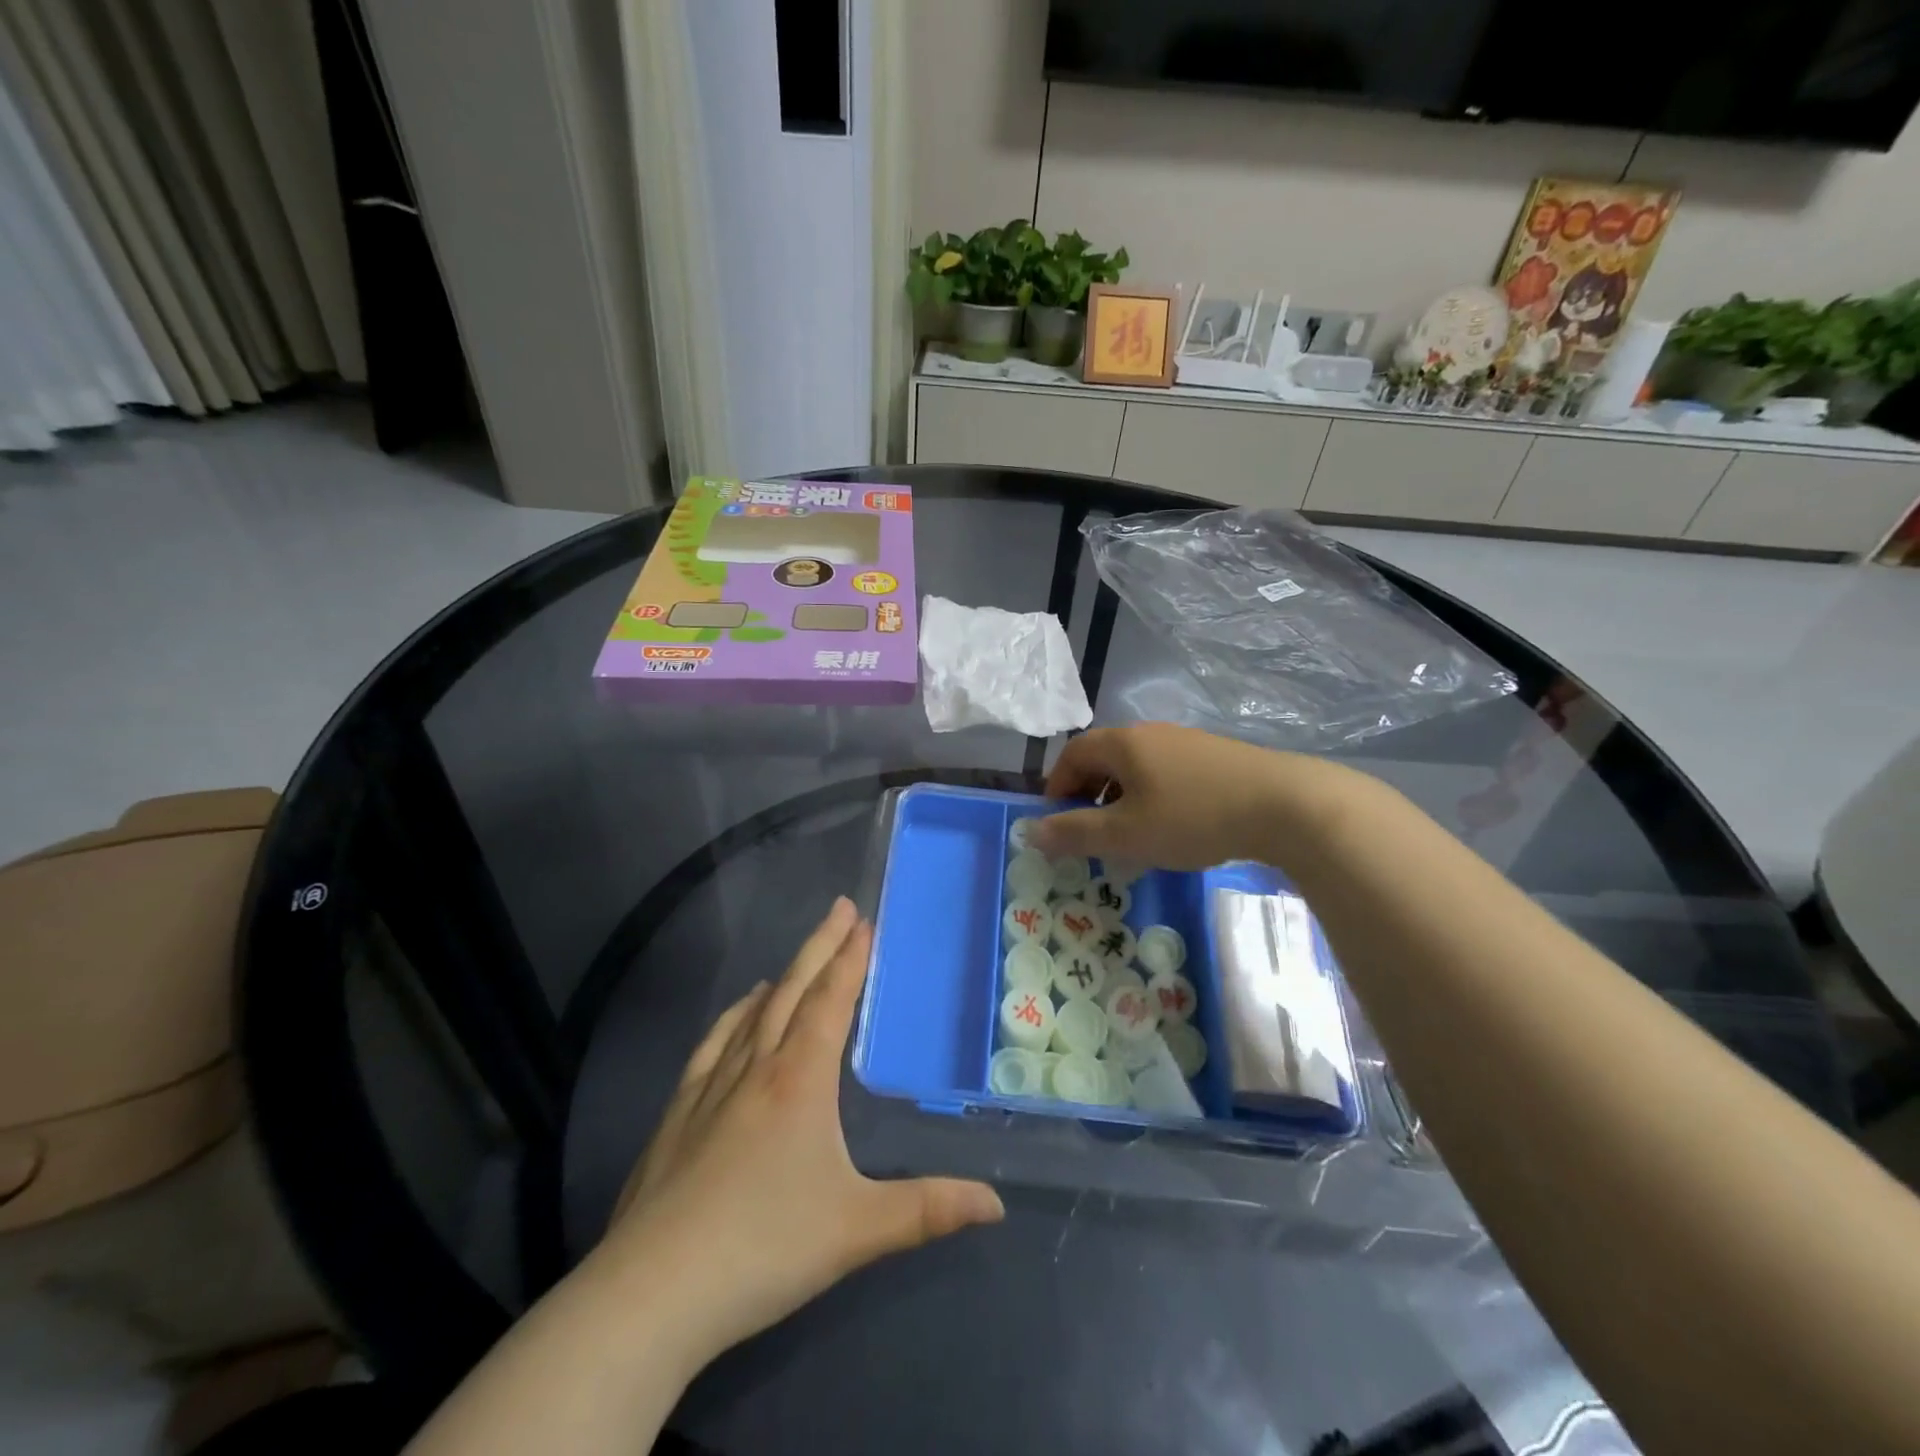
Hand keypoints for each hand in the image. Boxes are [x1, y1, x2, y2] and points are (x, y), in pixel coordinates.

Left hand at [599, 898, 1004, 1366]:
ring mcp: (710, 1089)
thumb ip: (928, 1210)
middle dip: (820, 947)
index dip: (850, 959)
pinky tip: (736, 1018)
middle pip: (793, 992)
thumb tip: (996, 1204)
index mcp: (800, 1081)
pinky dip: (732, 1019)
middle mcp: (756, 1069)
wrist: (654, 1292)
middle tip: (839, 909)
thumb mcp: (858, 1229)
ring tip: (796, 962)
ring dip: (781, 980)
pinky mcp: (677, 1116)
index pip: (831, 1002)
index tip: (862, 921)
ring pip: (751, 1015)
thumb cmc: (765, 1248)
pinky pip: (712, 1047)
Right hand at [1033, 722, 1335, 869]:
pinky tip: (1172, 828)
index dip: (1057, 786)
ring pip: (1137, 767)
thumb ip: (1075, 833)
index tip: (1058, 822)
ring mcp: (1187, 742)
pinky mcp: (1216, 757)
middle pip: (1104, 757)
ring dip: (1121, 798)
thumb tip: (1030, 831)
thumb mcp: (1125, 834)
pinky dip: (1152, 797)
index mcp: (1123, 743)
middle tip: (1091, 833)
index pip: (1072, 753)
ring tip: (1130, 835)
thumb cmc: (1193, 817)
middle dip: (1088, 794)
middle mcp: (1151, 733)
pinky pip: (1166, 773)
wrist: (1285, 805)